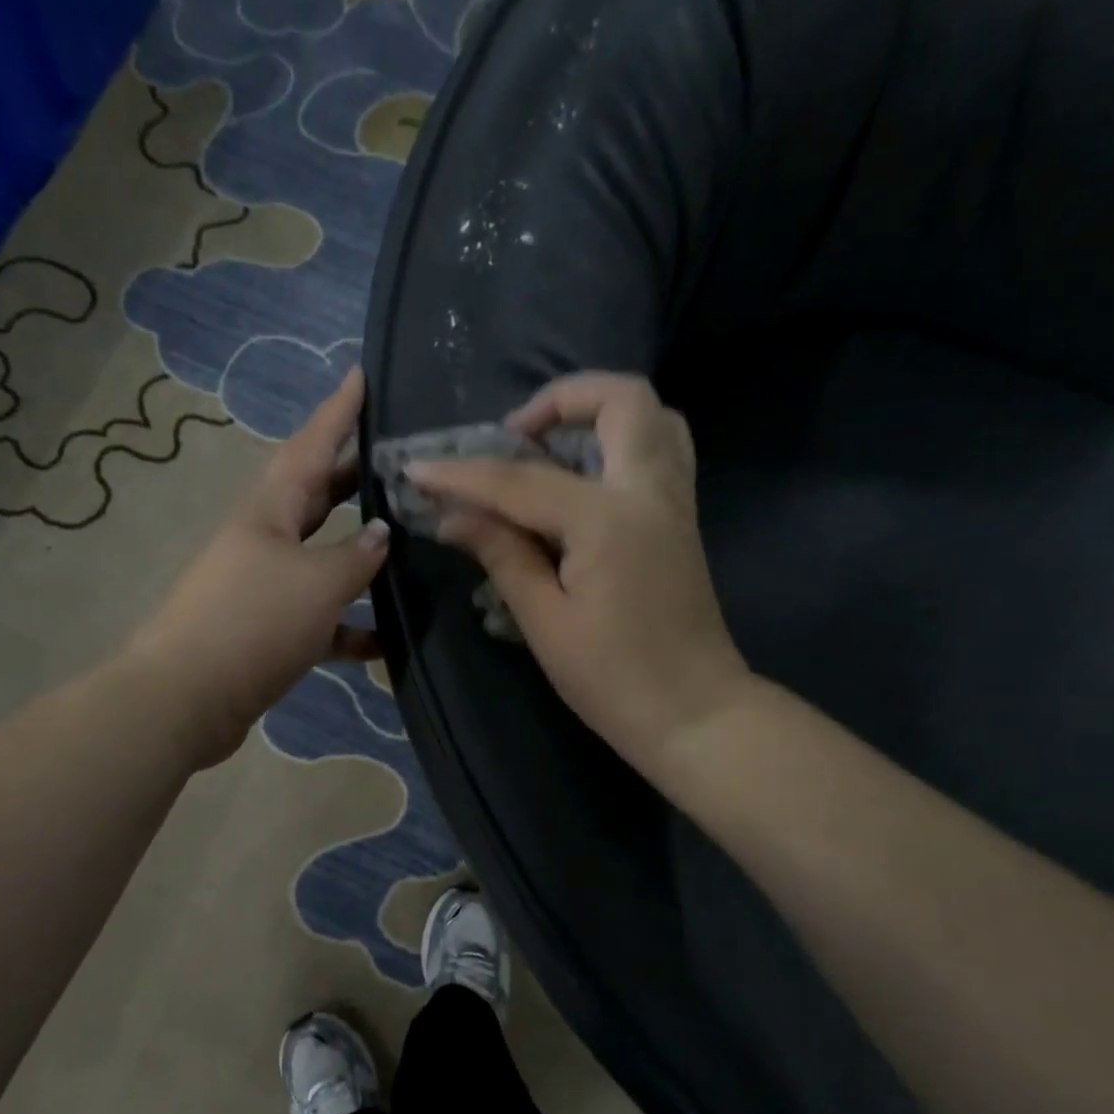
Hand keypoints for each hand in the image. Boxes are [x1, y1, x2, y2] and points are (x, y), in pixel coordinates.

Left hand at [130, 368, 389, 767]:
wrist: (186, 700)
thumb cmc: (251, 623)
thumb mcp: (315, 582)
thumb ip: (356, 556)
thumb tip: (382, 535)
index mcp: (270, 510)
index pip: (311, 445)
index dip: (340, 411)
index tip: (364, 374)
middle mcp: (265, 538)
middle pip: (318, 496)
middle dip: (356, 475)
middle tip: (399, 458)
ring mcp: (265, 585)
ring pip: (324, 557)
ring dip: (361, 554)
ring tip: (409, 542)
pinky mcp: (269, 630)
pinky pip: (320, 618)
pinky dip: (350, 625)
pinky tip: (387, 640)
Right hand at [409, 372, 750, 775]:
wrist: (694, 714)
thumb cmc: (614, 679)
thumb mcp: (545, 621)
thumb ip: (502, 555)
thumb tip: (452, 517)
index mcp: (608, 521)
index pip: (521, 481)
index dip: (463, 475)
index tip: (418, 469)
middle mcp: (650, 492)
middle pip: (621, 399)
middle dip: (559, 400)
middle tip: (514, 439)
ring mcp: (674, 502)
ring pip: (653, 415)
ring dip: (597, 414)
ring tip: (548, 449)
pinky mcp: (680, 519)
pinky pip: (660, 449)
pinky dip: (620, 441)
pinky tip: (580, 478)